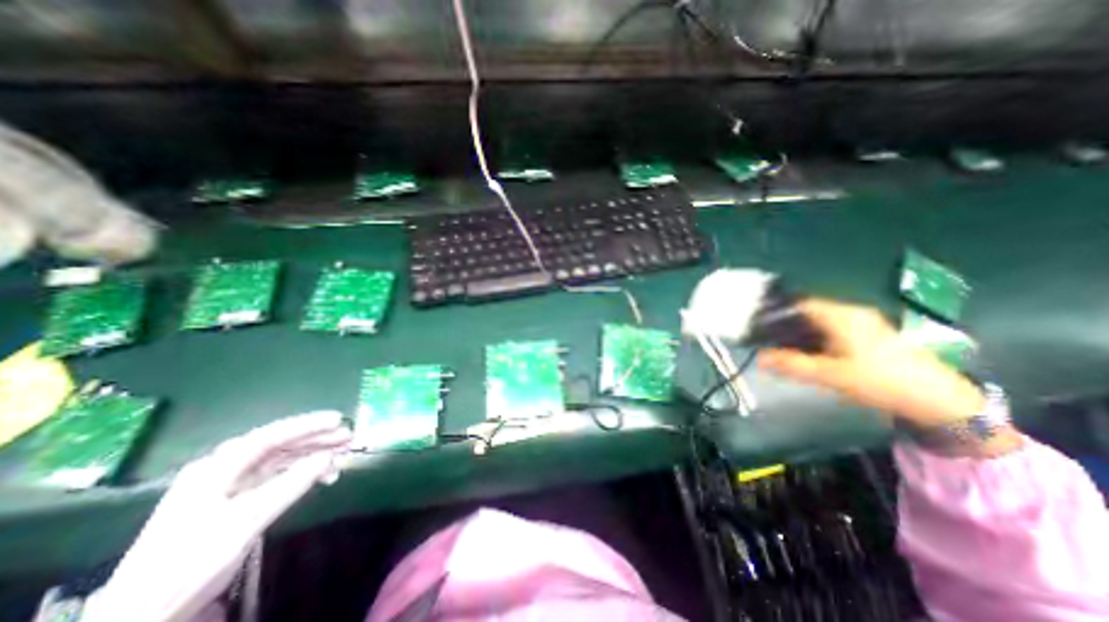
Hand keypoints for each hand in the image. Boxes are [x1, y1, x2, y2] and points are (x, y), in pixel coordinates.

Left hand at [83, 410, 347, 619]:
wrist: (143, 616)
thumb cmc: (193, 561)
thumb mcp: (247, 520)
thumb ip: (291, 484)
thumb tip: (328, 456)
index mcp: (217, 468)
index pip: (271, 436)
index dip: (308, 425)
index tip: (339, 419)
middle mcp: (222, 470)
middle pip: (278, 445)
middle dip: (316, 439)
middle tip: (348, 437)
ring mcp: (227, 486)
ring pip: (280, 461)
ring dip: (312, 456)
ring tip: (342, 456)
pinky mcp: (233, 503)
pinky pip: (275, 478)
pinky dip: (301, 474)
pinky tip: (321, 477)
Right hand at [760, 295, 981, 428]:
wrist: (940, 400)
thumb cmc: (881, 381)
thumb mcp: (831, 375)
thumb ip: (792, 364)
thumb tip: (759, 358)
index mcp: (842, 316)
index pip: (800, 303)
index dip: (778, 312)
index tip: (761, 326)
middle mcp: (852, 313)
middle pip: (810, 311)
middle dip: (788, 324)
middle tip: (770, 341)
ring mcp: (864, 323)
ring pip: (821, 320)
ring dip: (802, 332)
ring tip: (786, 349)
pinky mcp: (872, 335)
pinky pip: (834, 329)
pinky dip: (817, 337)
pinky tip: (813, 354)